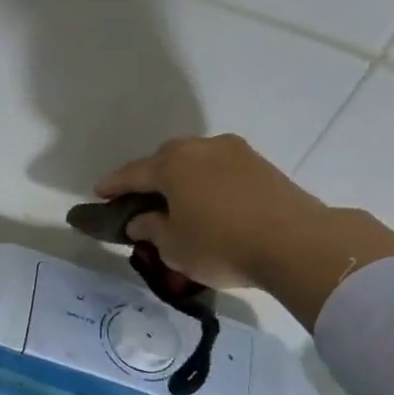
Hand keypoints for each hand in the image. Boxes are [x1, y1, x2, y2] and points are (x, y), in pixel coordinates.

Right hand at [96, 135, 393, 328]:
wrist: (295, 242)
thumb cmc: (220, 244)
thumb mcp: (172, 246)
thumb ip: (150, 228)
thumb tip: (140, 220)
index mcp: (172, 164)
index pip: (132, 173)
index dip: (113, 186)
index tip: (98, 194)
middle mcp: (201, 148)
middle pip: (165, 158)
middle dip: (149, 176)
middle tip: (139, 199)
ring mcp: (235, 153)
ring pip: (195, 160)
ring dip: (181, 177)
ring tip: (175, 201)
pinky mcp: (261, 166)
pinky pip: (219, 169)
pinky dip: (205, 182)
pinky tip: (205, 202)